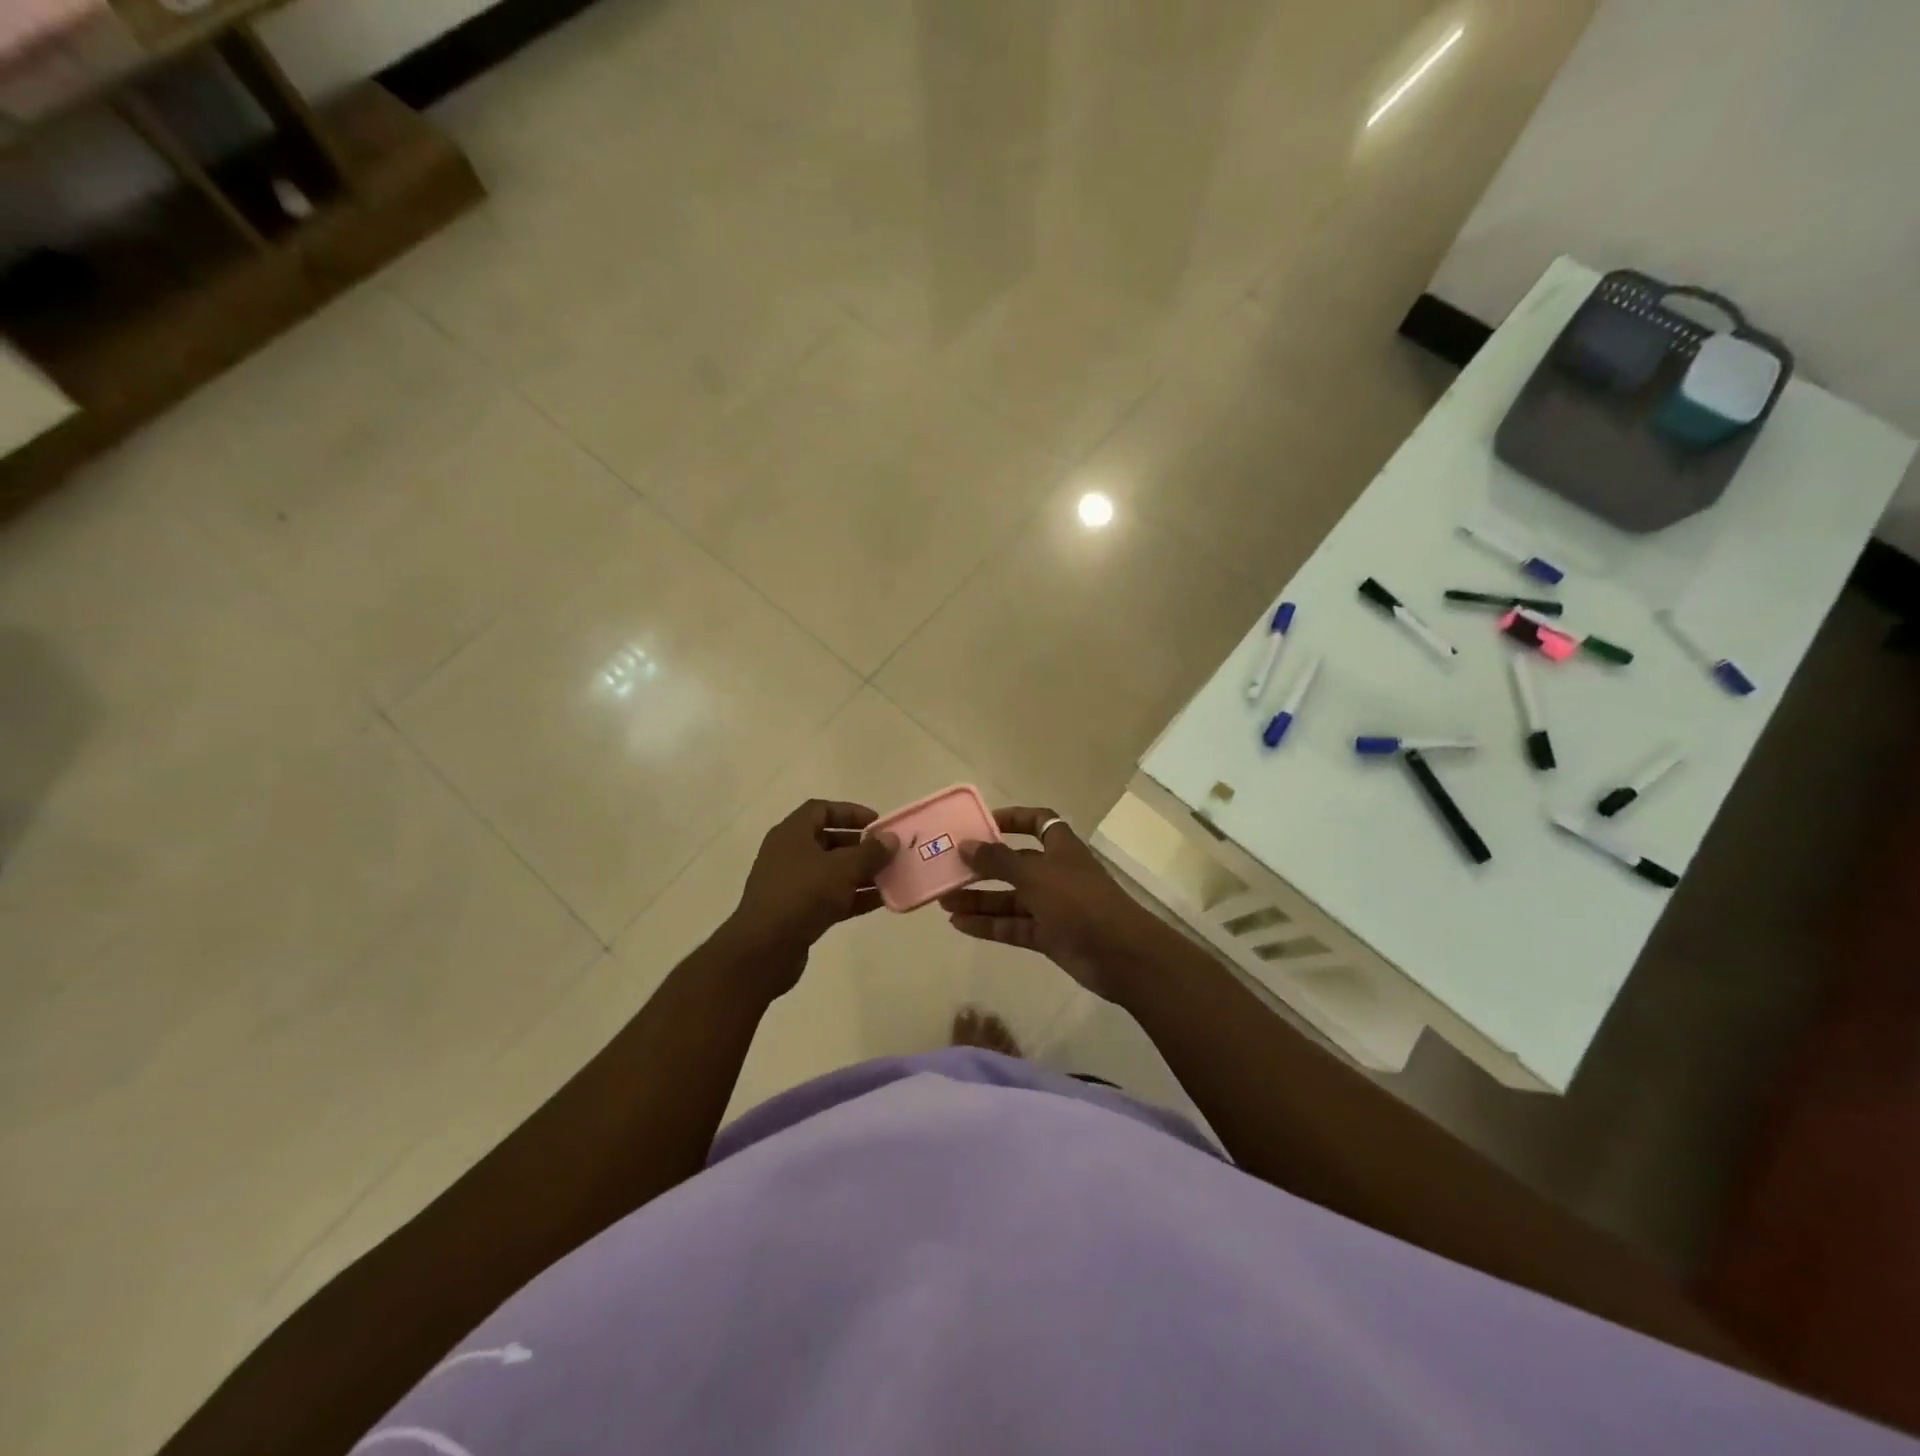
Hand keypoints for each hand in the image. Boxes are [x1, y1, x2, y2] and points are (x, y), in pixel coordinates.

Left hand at [722, 800, 897, 995]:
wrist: (765, 949)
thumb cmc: (803, 895)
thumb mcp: (842, 868)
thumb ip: (870, 852)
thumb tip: (890, 839)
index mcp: (792, 834)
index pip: (821, 810)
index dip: (850, 812)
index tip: (877, 824)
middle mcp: (788, 854)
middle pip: (828, 841)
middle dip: (860, 846)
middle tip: (887, 852)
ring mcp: (791, 885)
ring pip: (831, 871)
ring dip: (860, 873)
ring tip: (891, 877)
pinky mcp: (796, 912)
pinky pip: (829, 897)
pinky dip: (852, 896)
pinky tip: (880, 902)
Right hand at [941, 806, 1166, 1002]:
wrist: (1120, 955)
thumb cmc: (1079, 902)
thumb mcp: (1036, 875)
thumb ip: (999, 860)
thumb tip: (966, 844)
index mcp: (1060, 848)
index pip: (1038, 822)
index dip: (1012, 819)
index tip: (981, 824)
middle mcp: (1055, 873)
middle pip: (1014, 864)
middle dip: (983, 866)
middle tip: (948, 869)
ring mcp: (1052, 906)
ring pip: (1009, 898)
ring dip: (979, 899)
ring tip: (943, 901)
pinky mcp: (1048, 935)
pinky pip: (1012, 926)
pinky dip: (988, 925)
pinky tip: (959, 925)